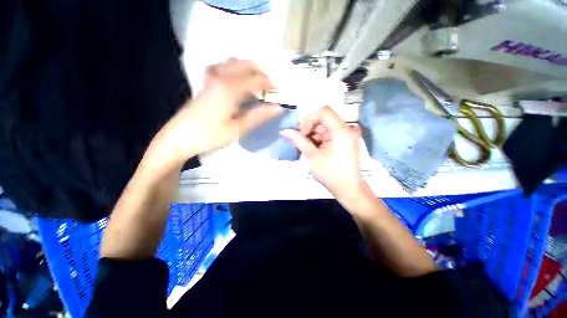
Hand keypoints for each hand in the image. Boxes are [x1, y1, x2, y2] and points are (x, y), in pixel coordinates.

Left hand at [150, 59, 282, 166]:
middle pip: (246, 64)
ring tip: (261, 83)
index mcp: (229, 88)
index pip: (256, 79)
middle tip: (272, 85)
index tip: (280, 91)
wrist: (179, 138)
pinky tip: (243, 83)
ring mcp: (211, 77)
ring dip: (250, 70)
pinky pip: (227, 68)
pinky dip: (239, 71)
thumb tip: (278, 108)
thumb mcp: (238, 129)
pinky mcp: (207, 82)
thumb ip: (259, 116)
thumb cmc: (210, 136)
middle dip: (262, 72)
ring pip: (235, 63)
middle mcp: (220, 76)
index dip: (270, 84)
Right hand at [280, 106, 362, 197]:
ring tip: (304, 146)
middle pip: (323, 119)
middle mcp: (346, 129)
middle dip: (309, 128)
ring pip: (323, 127)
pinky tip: (311, 148)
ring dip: (311, 134)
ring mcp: (345, 135)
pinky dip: (317, 139)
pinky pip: (327, 134)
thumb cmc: (330, 174)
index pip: (324, 112)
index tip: (302, 133)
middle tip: (299, 139)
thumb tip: (284, 131)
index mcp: (341, 131)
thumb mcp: (312, 157)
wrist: (347, 189)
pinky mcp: (342, 141)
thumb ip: (299, 141)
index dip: (309, 119)